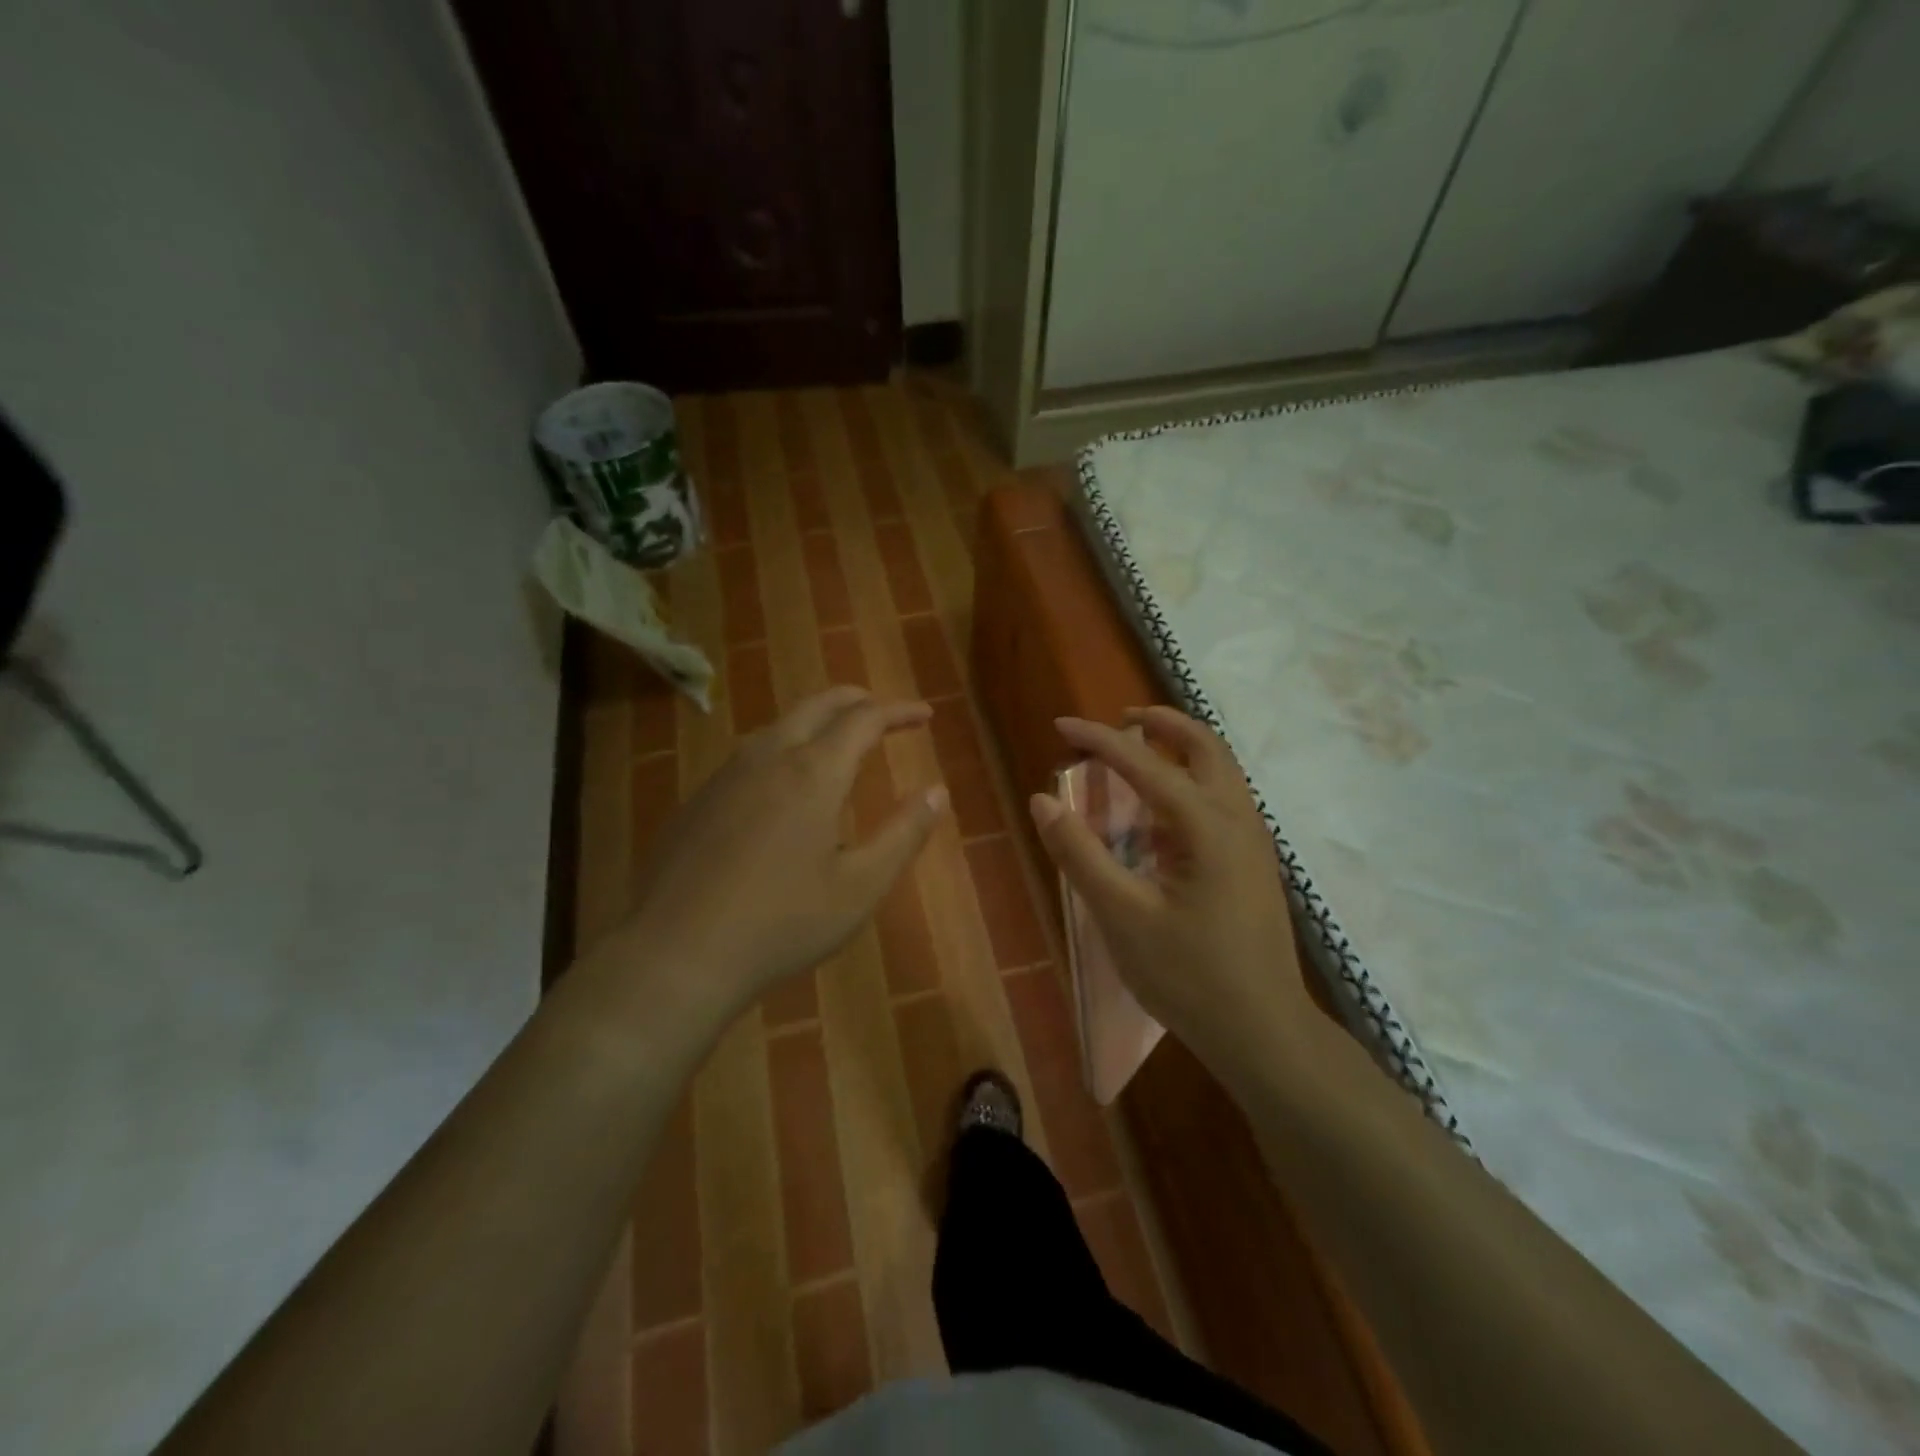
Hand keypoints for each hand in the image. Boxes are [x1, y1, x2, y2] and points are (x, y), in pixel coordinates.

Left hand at [621, 686, 946, 1016]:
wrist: (676, 954)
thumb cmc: (781, 923)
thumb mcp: (860, 887)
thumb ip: (904, 834)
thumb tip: (938, 792)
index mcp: (813, 773)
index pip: (864, 720)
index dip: (898, 711)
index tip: (925, 715)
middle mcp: (767, 758)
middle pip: (817, 706)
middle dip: (855, 700)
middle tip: (882, 710)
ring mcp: (725, 776)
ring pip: (778, 726)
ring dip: (816, 721)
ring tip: (837, 739)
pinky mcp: (698, 800)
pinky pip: (750, 755)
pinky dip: (783, 748)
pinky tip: (783, 784)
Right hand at [1030, 708, 1316, 1072]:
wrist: (1264, 1034)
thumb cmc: (1189, 977)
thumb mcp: (1121, 916)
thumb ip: (1079, 854)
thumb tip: (1042, 800)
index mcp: (1207, 826)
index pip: (1144, 763)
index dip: (1099, 739)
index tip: (1061, 726)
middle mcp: (1238, 820)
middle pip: (1205, 747)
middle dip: (1160, 723)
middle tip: (1119, 720)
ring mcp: (1254, 843)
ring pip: (1221, 771)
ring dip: (1180, 749)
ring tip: (1138, 753)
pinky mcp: (1255, 865)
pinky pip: (1224, 801)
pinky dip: (1191, 783)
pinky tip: (1161, 816)